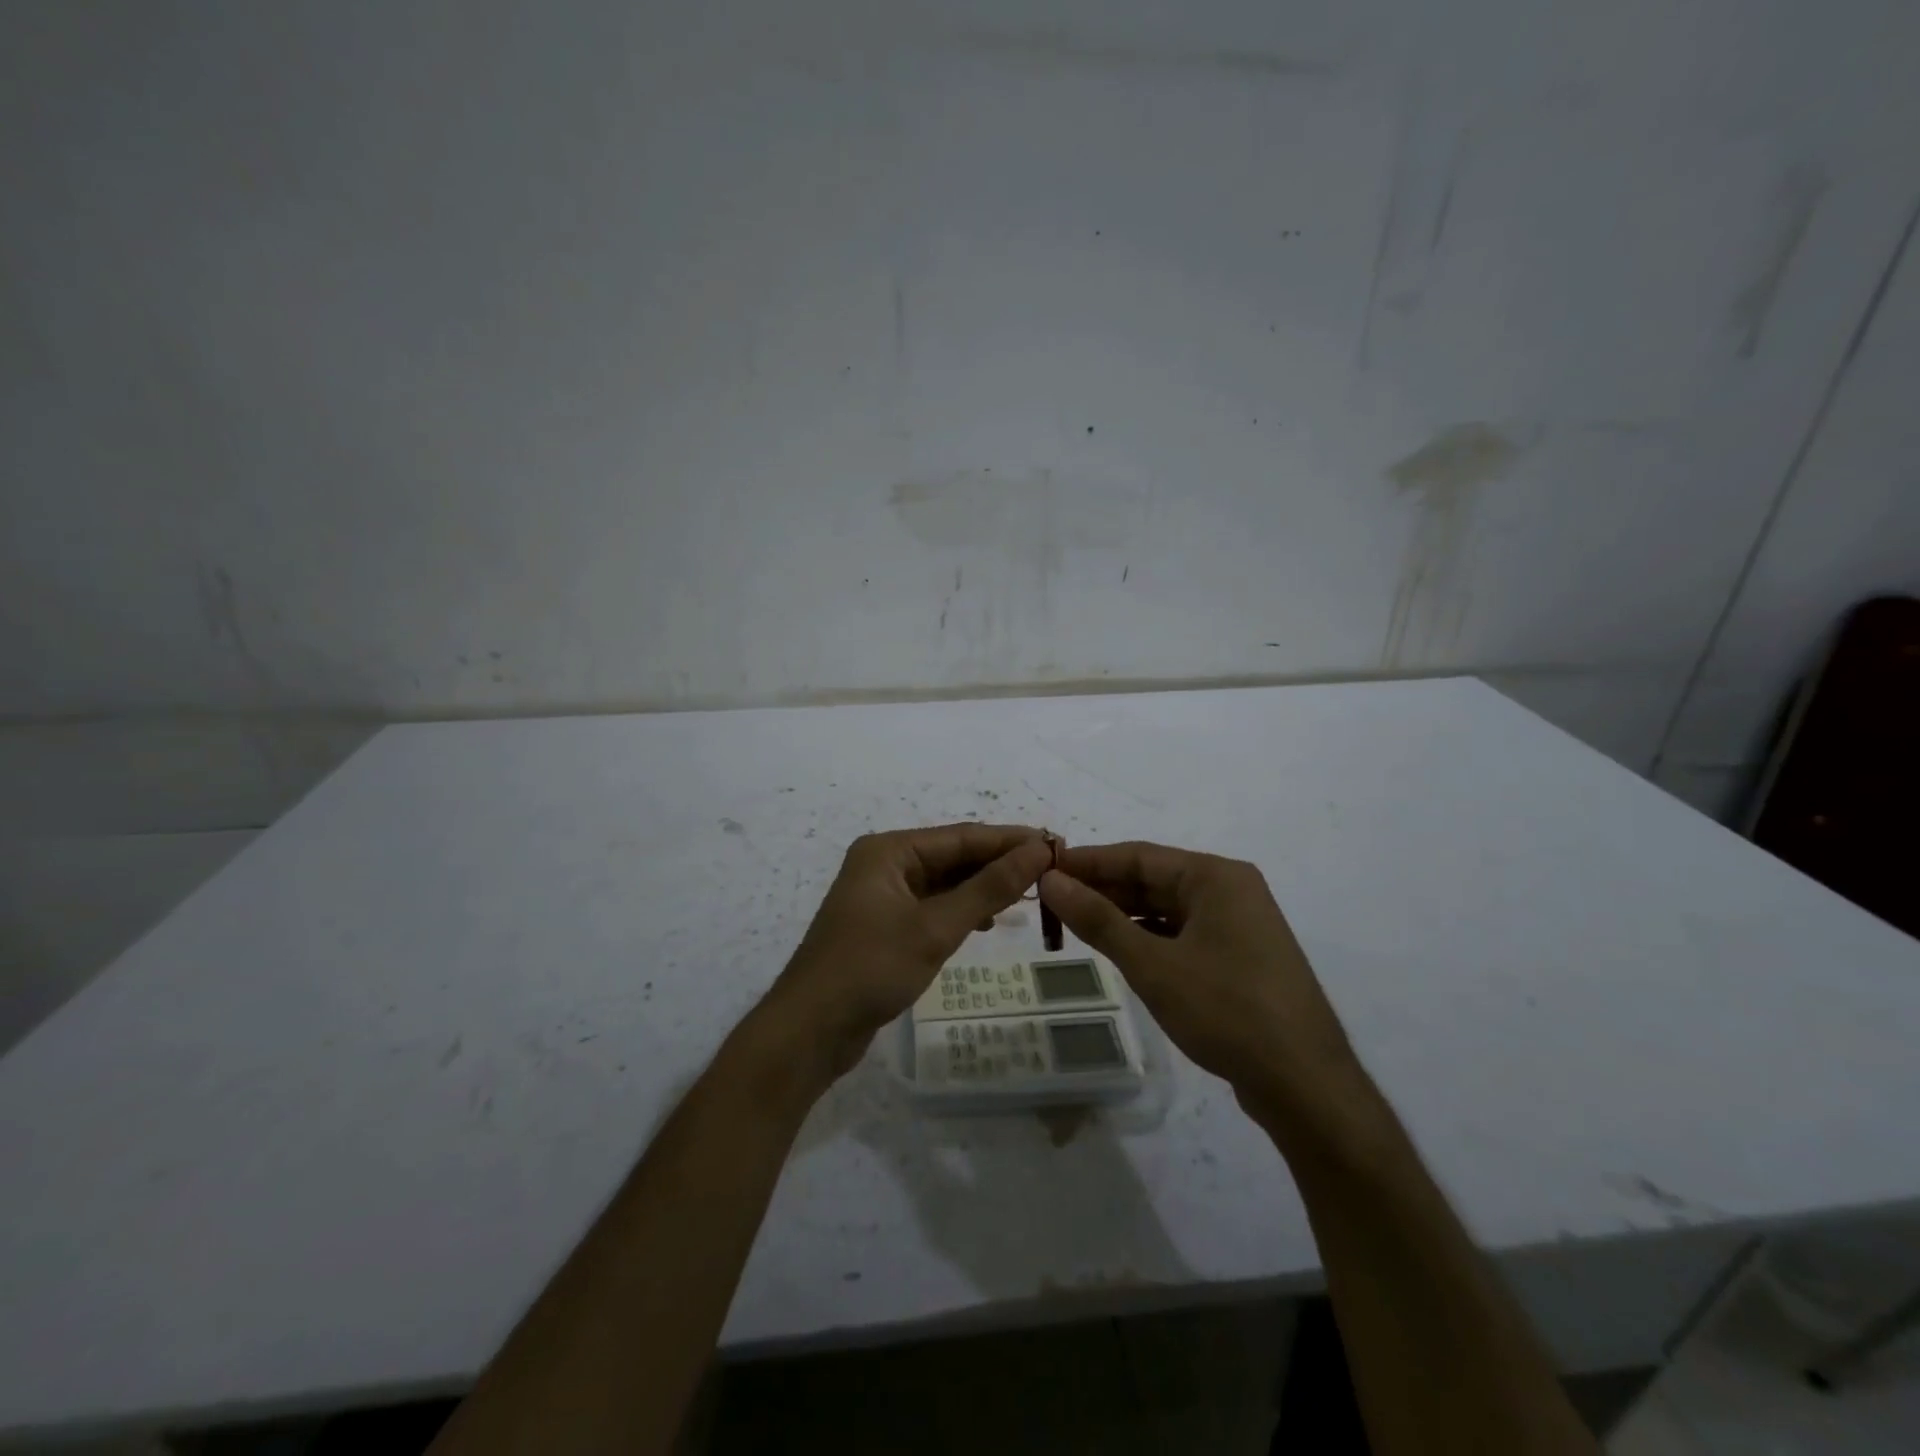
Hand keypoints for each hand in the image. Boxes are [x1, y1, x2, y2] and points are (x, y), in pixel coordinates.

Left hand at [765, 824, 1054, 1086]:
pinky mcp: (884, 925)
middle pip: (952, 856)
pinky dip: (961, 910)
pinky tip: (988, 920)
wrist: (810, 1030)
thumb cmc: (870, 968)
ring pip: (944, 883)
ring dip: (983, 887)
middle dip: (998, 863)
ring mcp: (882, 896)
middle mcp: (884, 864)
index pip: (961, 837)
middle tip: (1051, 870)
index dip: (1009, 840)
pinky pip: (932, 906)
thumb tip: (1036, 851)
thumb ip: (988, 888)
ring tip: (1030, 894)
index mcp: (889, 850)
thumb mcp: (935, 927)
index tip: (1055, 843)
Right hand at [1039, 842, 1370, 1134]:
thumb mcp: (1152, 965)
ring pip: (1167, 908)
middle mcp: (1230, 890)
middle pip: (1153, 879)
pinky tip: (1119, 949)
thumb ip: (1098, 920)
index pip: (1138, 856)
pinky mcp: (1240, 956)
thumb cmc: (1226, 1011)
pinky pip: (1184, 932)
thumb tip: (1050, 881)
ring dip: (1123, 915)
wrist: (1304, 1084)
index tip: (1043, 869)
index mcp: (1215, 876)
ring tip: (1074, 925)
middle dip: (1103, 890)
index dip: (1088, 862)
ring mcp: (1239, 924)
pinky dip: (1149, 937)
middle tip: (1051, 902)